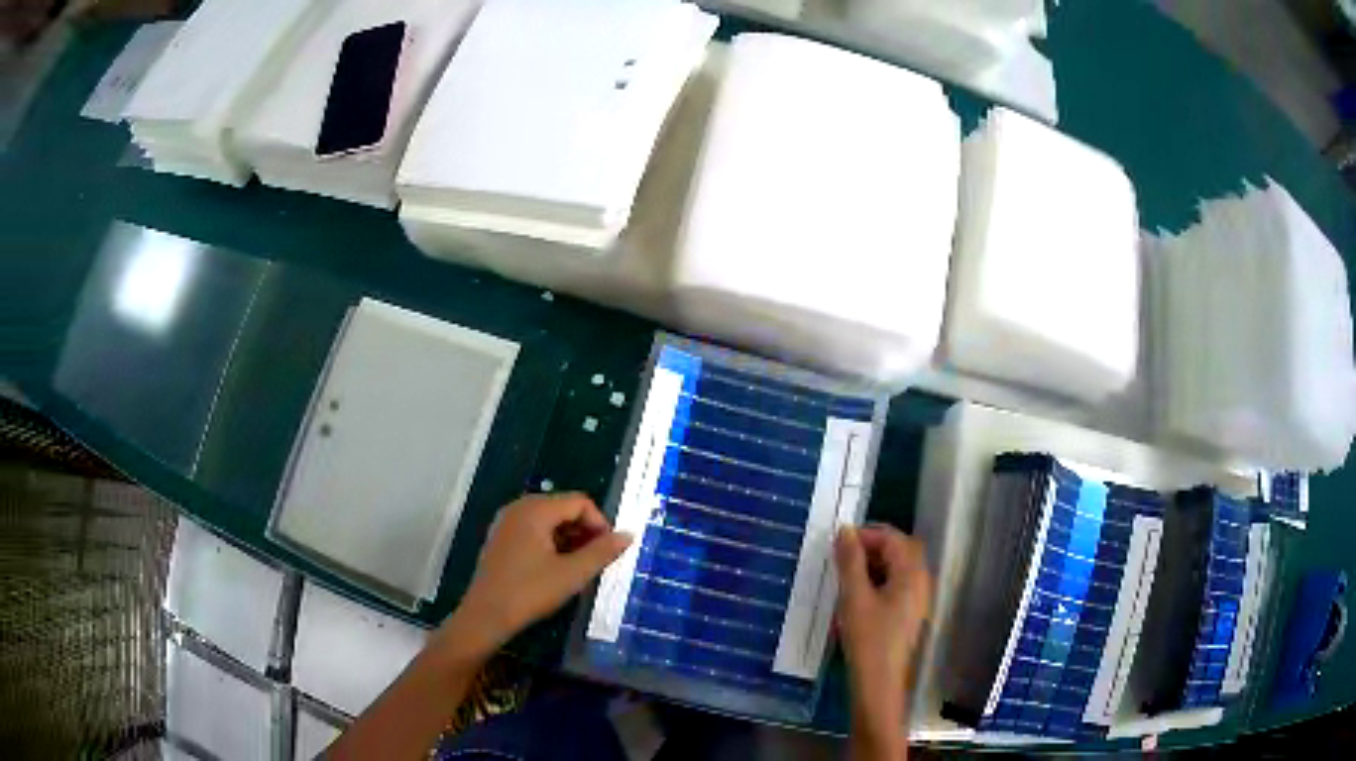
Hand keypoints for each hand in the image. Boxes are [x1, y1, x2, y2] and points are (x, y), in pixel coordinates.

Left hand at [438, 493, 631, 661]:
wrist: (486, 615)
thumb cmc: (530, 592)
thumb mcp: (572, 574)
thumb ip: (602, 552)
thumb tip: (627, 535)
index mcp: (535, 509)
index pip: (580, 502)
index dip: (600, 523)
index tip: (609, 551)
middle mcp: (519, 507)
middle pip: (563, 507)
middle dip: (585, 531)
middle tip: (597, 560)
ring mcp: (506, 522)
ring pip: (549, 520)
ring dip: (569, 538)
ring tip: (579, 567)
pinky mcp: (501, 538)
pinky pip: (533, 529)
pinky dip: (551, 542)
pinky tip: (556, 568)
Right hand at [835, 525, 932, 759]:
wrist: (879, 682)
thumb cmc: (868, 638)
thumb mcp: (854, 597)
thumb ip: (850, 561)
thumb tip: (845, 531)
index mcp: (912, 573)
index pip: (893, 538)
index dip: (866, 535)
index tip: (838, 543)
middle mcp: (920, 581)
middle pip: (900, 550)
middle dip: (871, 547)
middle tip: (842, 556)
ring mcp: (917, 599)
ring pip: (898, 568)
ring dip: (874, 564)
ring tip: (845, 575)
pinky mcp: (909, 614)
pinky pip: (897, 585)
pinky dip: (878, 581)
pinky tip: (857, 595)